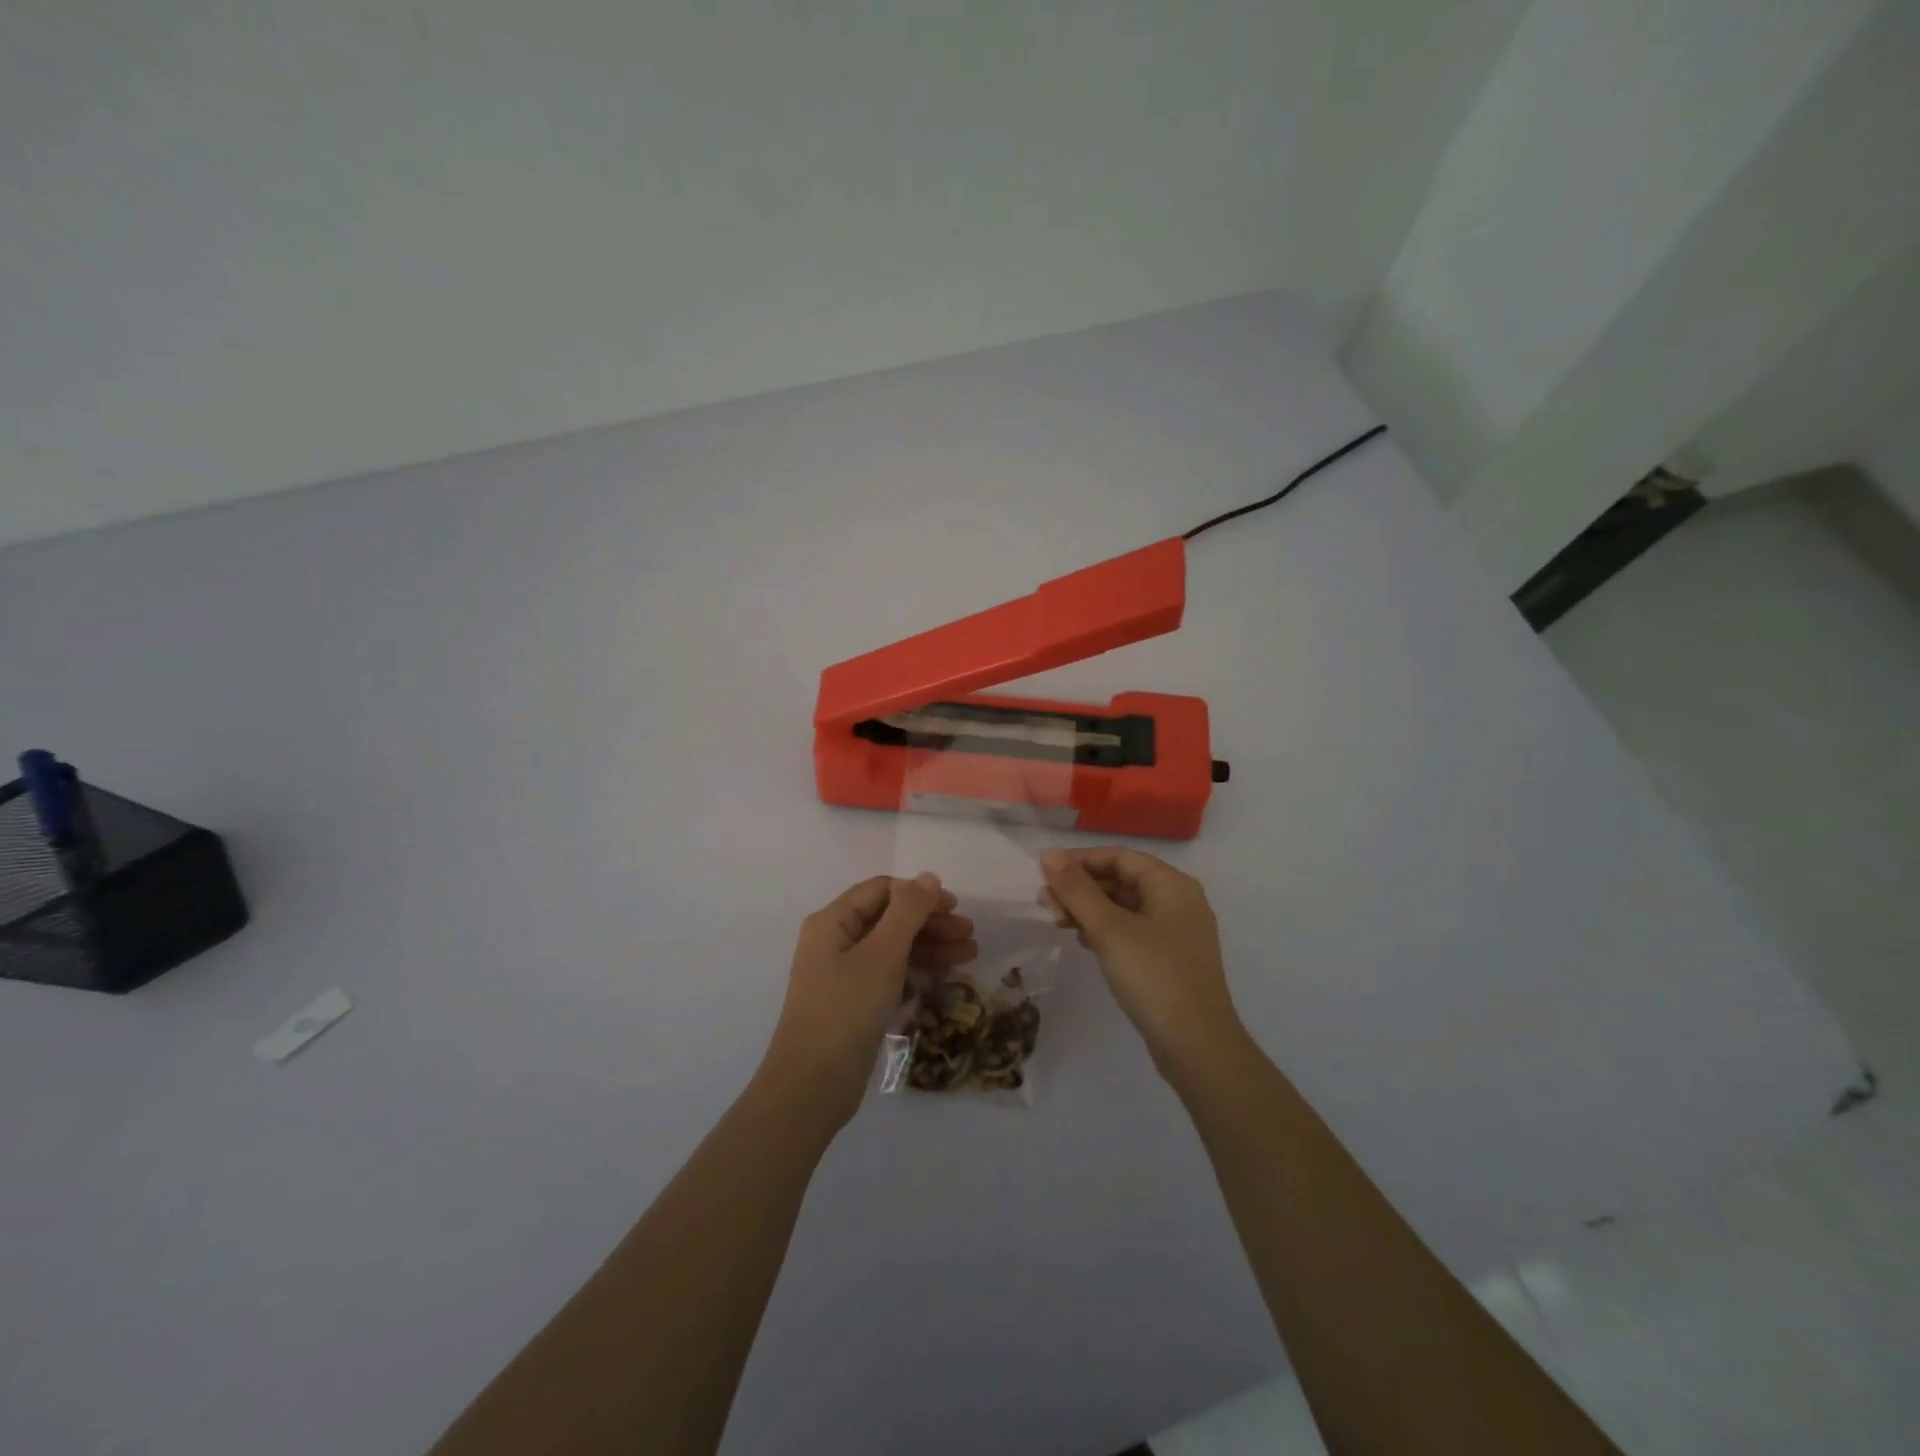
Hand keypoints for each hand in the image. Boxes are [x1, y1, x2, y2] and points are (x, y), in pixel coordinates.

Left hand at [760, 873, 976, 1126]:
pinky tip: (944, 976)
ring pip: (893, 946)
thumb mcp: (882, 956)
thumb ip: (908, 912)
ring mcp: (843, 973)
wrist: (812, 1086)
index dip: (919, 894)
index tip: (955, 907)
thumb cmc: (846, 1010)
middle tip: (969, 934)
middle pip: (889, 917)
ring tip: (970, 956)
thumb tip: (929, 876)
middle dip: (930, 922)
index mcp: (833, 921)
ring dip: (930, 946)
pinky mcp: (853, 1001)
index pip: (882, 890)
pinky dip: (916, 970)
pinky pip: (889, 973)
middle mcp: (835, 940)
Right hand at [1039, 848, 1244, 1077]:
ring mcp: (1176, 933)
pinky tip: (1082, 941)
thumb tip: (1048, 854)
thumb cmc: (1153, 977)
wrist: (1196, 1047)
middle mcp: (1178, 901)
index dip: (1080, 860)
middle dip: (1081, 888)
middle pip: (1121, 880)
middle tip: (1044, 903)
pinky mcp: (1169, 959)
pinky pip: (1131, 931)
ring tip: (1056, 922)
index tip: (1044, 873)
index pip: (1120, 857)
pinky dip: (1104, 930)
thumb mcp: (1109, 929)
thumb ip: (1077, 890)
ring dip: (1088, 910)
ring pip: (1124, 907)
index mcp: (1172, 885)